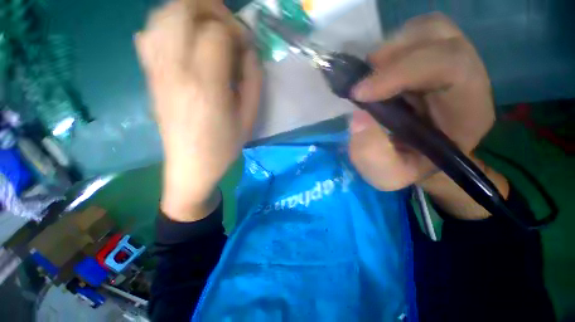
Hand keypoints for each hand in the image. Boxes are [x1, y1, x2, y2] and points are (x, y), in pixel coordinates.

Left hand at [135, 0, 261, 220]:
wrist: (191, 165)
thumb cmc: (224, 145)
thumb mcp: (249, 117)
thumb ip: (253, 80)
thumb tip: (249, 50)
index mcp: (206, 84)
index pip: (217, 33)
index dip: (236, 31)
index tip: (247, 44)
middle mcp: (175, 69)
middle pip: (182, 9)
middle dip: (210, 8)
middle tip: (228, 26)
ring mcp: (157, 69)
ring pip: (162, 15)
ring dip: (188, 12)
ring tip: (208, 28)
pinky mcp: (149, 75)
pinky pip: (149, 33)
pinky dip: (167, 25)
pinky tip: (184, 40)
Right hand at [348, 13, 507, 218]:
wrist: (418, 160)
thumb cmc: (407, 169)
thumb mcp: (387, 174)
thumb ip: (371, 154)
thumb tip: (359, 116)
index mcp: (469, 110)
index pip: (450, 66)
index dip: (400, 71)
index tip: (359, 93)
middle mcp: (468, 78)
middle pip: (441, 37)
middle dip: (393, 56)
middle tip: (361, 82)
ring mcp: (451, 64)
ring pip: (429, 30)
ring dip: (392, 49)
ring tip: (368, 77)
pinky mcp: (434, 60)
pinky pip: (416, 37)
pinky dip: (391, 49)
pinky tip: (377, 73)